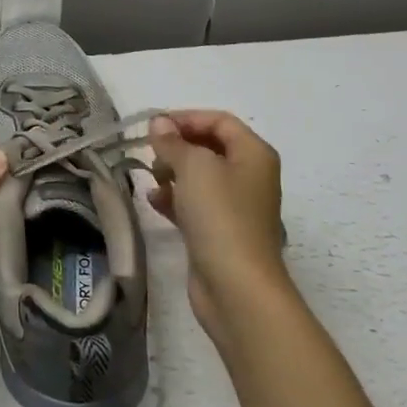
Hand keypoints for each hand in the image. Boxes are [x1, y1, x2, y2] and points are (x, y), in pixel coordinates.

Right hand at [146, 110, 287, 336]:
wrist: (237, 287)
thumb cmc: (220, 215)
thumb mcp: (193, 166)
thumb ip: (173, 141)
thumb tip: (159, 123)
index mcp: (254, 154)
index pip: (220, 121)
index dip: (187, 118)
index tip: (154, 126)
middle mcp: (250, 176)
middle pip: (209, 147)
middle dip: (178, 146)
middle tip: (151, 153)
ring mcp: (236, 206)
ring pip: (200, 177)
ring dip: (173, 172)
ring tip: (152, 178)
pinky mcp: (220, 232)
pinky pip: (195, 204)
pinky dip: (175, 199)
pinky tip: (154, 202)